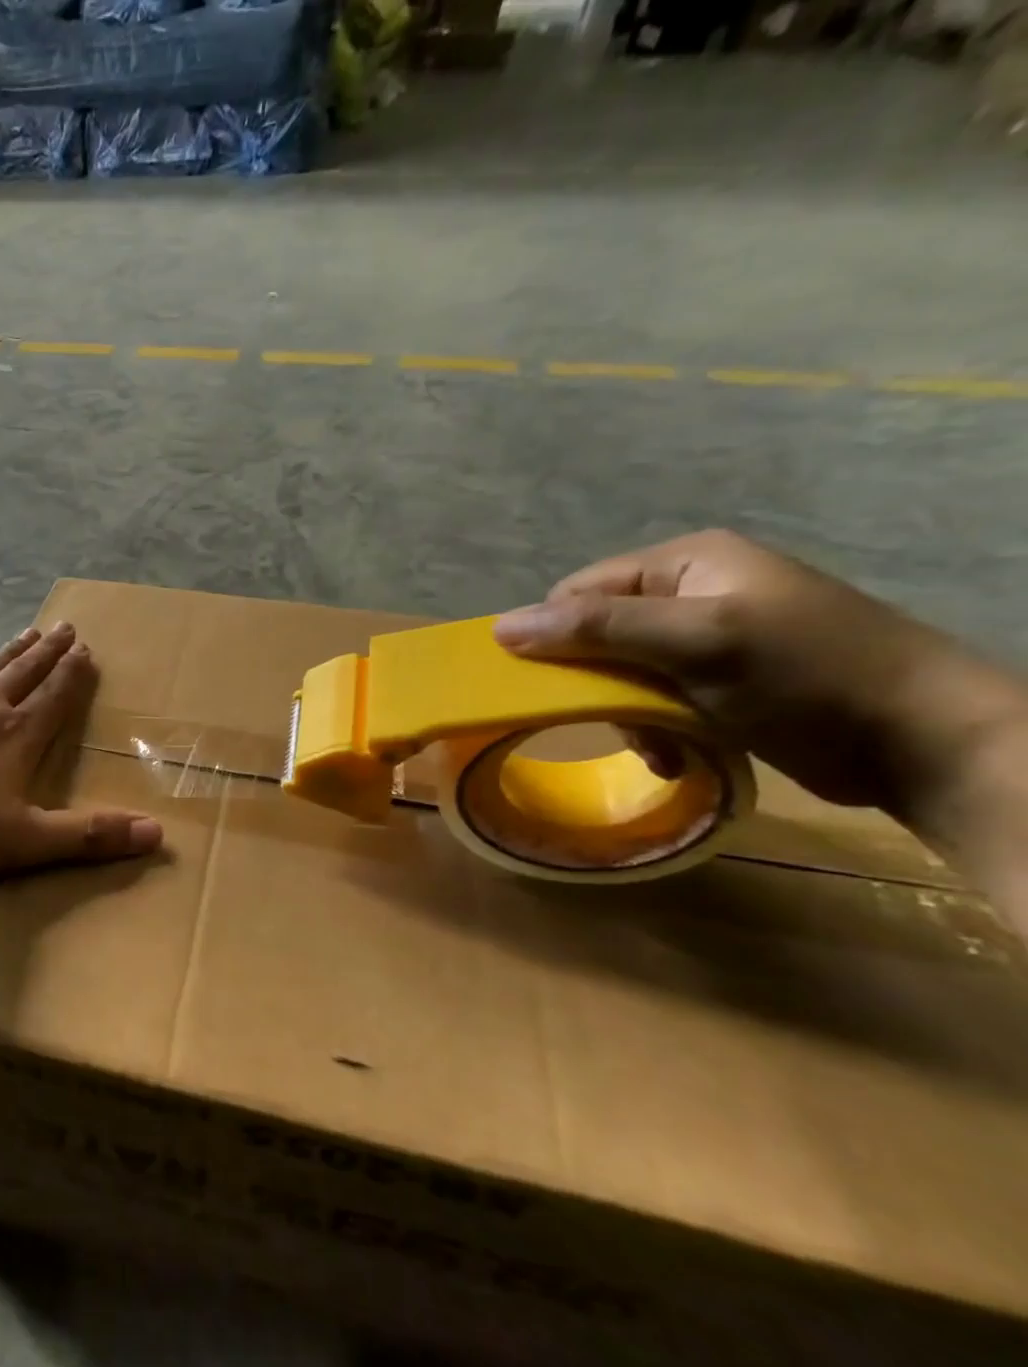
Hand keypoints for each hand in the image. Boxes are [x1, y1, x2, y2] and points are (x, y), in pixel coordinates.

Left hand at [0, 623, 162, 878]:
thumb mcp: (20, 840)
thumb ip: (85, 837)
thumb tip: (156, 834)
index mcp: (13, 739)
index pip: (54, 702)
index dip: (73, 678)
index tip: (88, 649)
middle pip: (22, 676)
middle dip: (47, 655)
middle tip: (66, 627)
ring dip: (5, 655)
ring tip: (25, 632)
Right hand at [491, 529, 1027, 823]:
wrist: (918, 738)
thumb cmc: (804, 673)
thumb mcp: (696, 642)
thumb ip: (596, 628)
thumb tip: (500, 627)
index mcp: (682, 563)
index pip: (577, 592)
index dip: (555, 636)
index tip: (556, 685)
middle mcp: (688, 593)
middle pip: (595, 635)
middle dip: (599, 685)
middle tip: (620, 718)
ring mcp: (705, 639)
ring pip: (618, 675)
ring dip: (627, 716)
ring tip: (659, 744)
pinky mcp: (718, 682)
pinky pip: (652, 700)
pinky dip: (655, 730)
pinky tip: (677, 752)